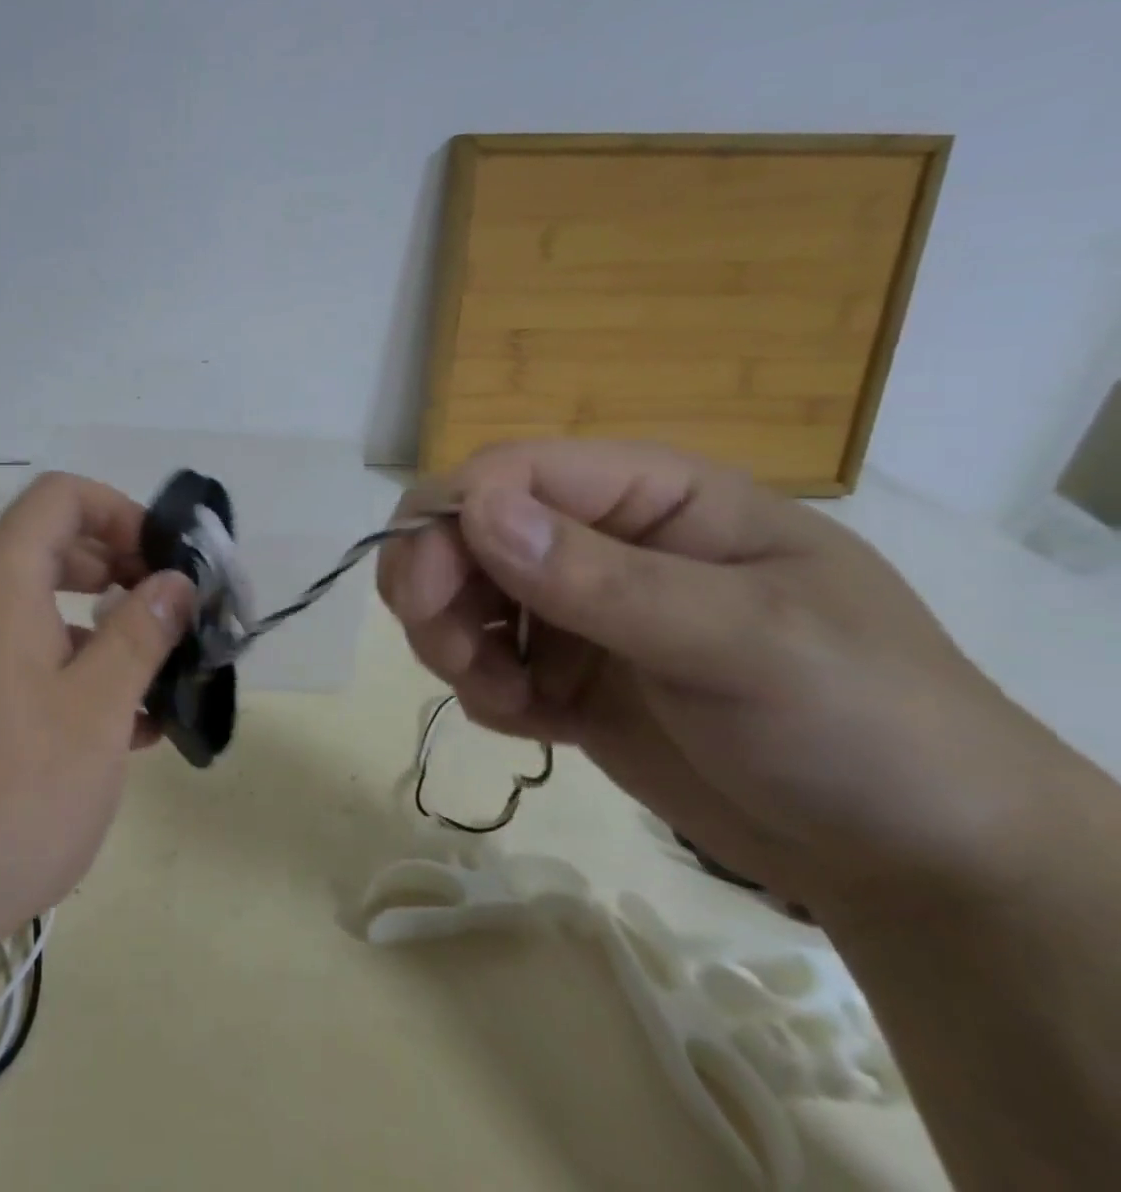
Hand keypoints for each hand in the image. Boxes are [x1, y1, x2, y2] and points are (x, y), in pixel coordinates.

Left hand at [0, 472, 194, 975]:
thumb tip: (175, 582)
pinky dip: (74, 673)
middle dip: (122, 572)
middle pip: (55, 548)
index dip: (122, 512)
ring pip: (44, 611)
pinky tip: (122, 732)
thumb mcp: (98, 708)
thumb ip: (142, 633)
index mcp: (1, 582)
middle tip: (172, 616)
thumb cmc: (12, 791)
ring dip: (105, 632)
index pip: (62, 497)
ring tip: (160, 683)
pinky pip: (24, 660)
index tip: (167, 563)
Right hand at [377, 440, 1064, 914]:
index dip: (450, 518)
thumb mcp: (746, 642)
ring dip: (451, 642)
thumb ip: (606, 579)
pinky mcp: (564, 672)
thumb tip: (477, 511)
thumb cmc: (861, 725)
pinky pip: (481, 659)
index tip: (422, 596)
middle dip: (434, 585)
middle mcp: (601, 539)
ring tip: (502, 699)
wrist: (913, 863)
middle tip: (447, 655)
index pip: (512, 472)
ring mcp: (578, 608)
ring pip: (458, 593)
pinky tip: (532, 725)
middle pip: (465, 528)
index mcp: (650, 496)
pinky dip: (483, 690)